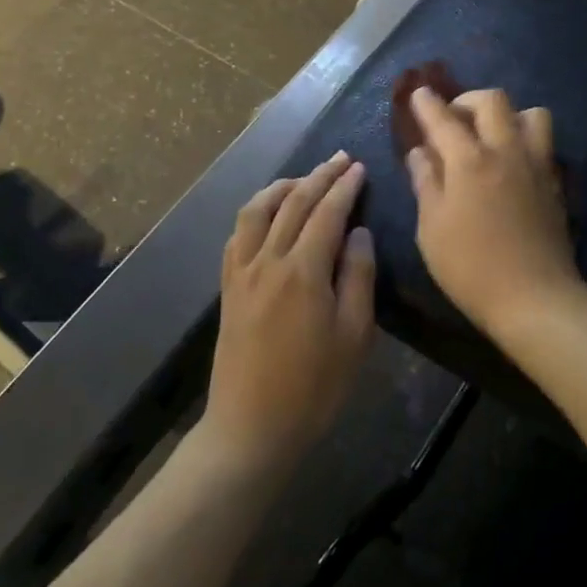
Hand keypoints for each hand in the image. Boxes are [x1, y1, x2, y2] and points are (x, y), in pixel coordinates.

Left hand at [207, 152, 375, 470]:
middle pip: (293, 203)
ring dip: (282, 186)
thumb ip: (358, 277)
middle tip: (339, 159)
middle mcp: (268, 260)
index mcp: (304, 271)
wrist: (251, 428)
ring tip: (304, 178)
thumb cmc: (314, 387)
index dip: (344, 187)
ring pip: (257, 210)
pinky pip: (237, 235)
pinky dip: (255, 212)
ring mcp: (242, 272)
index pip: (327, 213)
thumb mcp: (354, 336)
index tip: (359, 167)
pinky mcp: (228, 288)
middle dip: (318, 176)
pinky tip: (267, 213)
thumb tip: (358, 232)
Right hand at [405, 88, 581, 344]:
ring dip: (508, 116)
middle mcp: (506, 151)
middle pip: (493, 101)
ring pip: (531, 113)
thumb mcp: (431, 229)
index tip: (418, 93)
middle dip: (468, 100)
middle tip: (453, 119)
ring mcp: (536, 164)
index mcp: (470, 161)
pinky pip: (543, 143)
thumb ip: (426, 183)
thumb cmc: (471, 268)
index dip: (427, 103)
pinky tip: (512, 164)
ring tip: (491, 137)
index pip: (444, 118)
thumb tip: (421, 152)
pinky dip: (525, 140)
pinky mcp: (555, 183)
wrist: (535, 298)